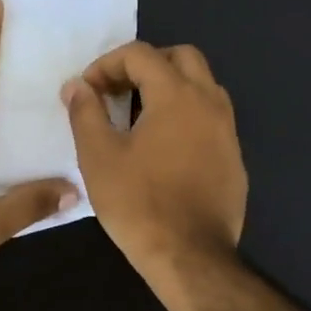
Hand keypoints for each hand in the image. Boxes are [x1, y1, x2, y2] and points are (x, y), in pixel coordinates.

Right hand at [62, 41, 246, 277]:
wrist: (190, 256)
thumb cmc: (139, 203)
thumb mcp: (98, 156)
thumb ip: (86, 112)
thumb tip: (77, 86)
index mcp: (177, 95)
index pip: (140, 54)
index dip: (107, 64)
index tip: (88, 91)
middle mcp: (210, 102)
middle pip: (181, 57)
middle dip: (145, 65)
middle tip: (118, 92)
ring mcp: (228, 130)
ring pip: (202, 86)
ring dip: (169, 88)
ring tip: (139, 117)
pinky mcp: (234, 158)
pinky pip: (211, 118)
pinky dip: (186, 115)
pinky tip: (164, 149)